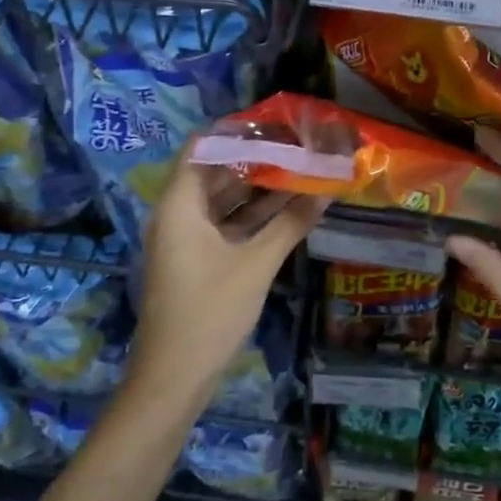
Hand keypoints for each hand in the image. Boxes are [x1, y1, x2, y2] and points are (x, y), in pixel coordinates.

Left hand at [128, 146, 327, 413]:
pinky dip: (250, 215)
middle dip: (254, 158)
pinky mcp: (194, 260)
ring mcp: (184, 239)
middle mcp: (177, 214)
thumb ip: (291, 223)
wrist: (173, 379)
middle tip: (295, 144)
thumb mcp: (256, 264)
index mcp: (179, 205)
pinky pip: (223, 224)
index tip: (273, 122)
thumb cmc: (210, 312)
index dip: (235, 131)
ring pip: (221, 200)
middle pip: (214, 171)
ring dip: (256, 187)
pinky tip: (287, 208)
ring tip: (298, 168)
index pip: (202, 147)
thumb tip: (327, 191)